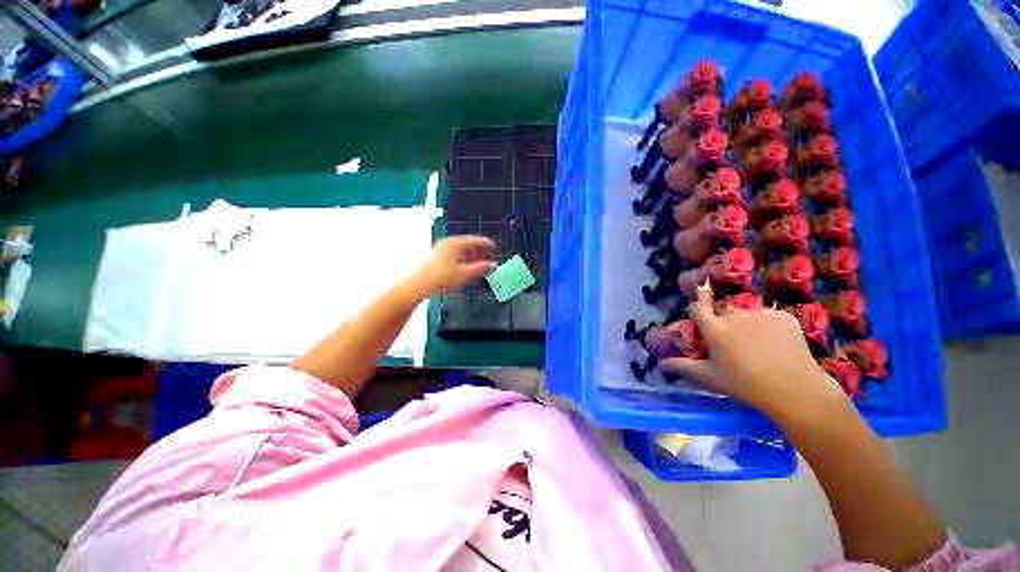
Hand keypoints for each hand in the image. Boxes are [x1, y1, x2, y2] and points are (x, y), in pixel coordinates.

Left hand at [417, 235, 496, 290]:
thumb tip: (494, 265)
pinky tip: (468, 265)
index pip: (475, 240)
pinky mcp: (438, 255)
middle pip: (468, 243)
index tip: (494, 247)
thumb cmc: (442, 277)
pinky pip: (455, 253)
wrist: (420, 284)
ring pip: (462, 249)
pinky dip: (464, 257)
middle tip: (489, 256)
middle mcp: (449, 242)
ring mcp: (442, 248)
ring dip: (472, 254)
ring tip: (480, 262)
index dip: (486, 244)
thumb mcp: (465, 273)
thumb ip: (481, 268)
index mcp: (456, 243)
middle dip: (480, 250)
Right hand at [661, 281, 848, 423]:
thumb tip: (661, 364)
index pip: (699, 307)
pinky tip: (777, 343)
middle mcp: (733, 316)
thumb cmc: (743, 384)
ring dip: (748, 324)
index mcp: (714, 329)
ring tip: (759, 345)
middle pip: (725, 312)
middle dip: (726, 322)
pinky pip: (771, 317)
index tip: (701, 297)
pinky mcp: (783, 316)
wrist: (793, 388)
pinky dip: (770, 326)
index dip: (698, 301)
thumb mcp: (708, 378)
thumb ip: (683, 367)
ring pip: (749, 315)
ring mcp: (760, 314)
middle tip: (734, 342)